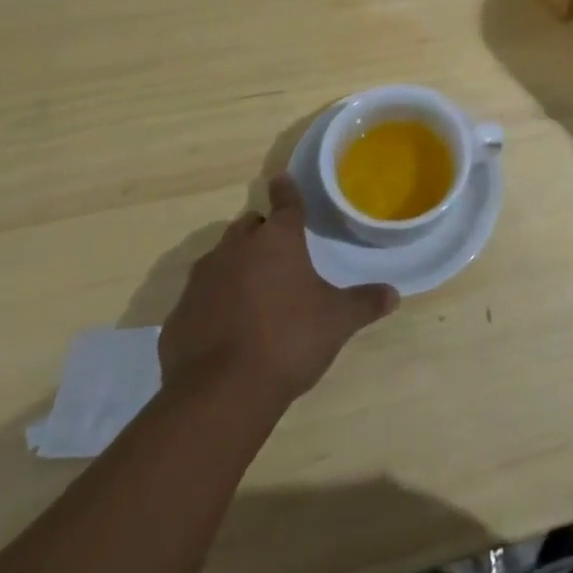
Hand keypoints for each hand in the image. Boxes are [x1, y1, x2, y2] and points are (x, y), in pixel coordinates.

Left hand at [159, 175, 398, 404]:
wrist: (219, 393)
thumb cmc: (288, 341)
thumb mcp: (337, 321)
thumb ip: (364, 303)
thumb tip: (394, 294)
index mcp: (277, 241)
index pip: (285, 203)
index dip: (287, 190)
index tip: (282, 179)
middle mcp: (235, 249)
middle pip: (248, 227)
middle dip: (261, 233)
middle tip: (278, 253)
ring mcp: (201, 281)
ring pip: (220, 259)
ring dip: (236, 267)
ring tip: (254, 292)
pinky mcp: (178, 316)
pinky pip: (200, 298)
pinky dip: (214, 303)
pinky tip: (226, 328)